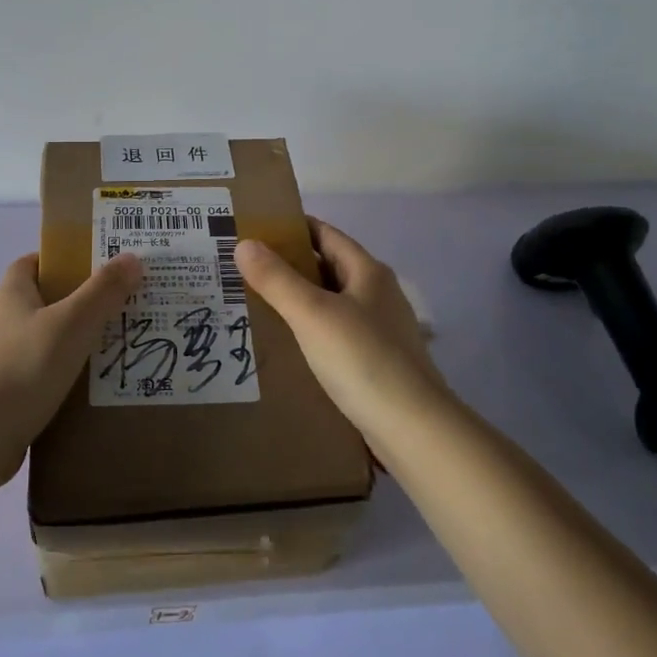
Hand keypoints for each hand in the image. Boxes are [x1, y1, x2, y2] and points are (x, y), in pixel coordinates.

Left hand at [0, 252, 143, 485]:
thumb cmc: (24, 369)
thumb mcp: (73, 325)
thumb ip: (103, 291)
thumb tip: (131, 257)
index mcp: (8, 295)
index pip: (30, 263)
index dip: (59, 260)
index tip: (93, 269)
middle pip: (36, 302)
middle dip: (72, 304)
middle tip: (113, 312)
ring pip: (35, 341)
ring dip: (64, 344)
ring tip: (105, 354)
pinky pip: (29, 376)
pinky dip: (52, 377)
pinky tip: (78, 392)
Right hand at [234, 218, 448, 437]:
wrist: (413, 429)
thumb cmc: (362, 360)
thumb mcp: (312, 314)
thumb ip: (277, 279)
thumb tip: (244, 243)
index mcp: (368, 272)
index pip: (325, 234)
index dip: (291, 227)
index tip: (254, 229)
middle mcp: (377, 294)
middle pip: (327, 267)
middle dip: (288, 265)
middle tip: (243, 268)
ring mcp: (380, 330)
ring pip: (330, 303)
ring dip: (297, 300)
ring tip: (254, 303)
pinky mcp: (375, 362)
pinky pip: (334, 334)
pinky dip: (309, 331)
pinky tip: (286, 345)